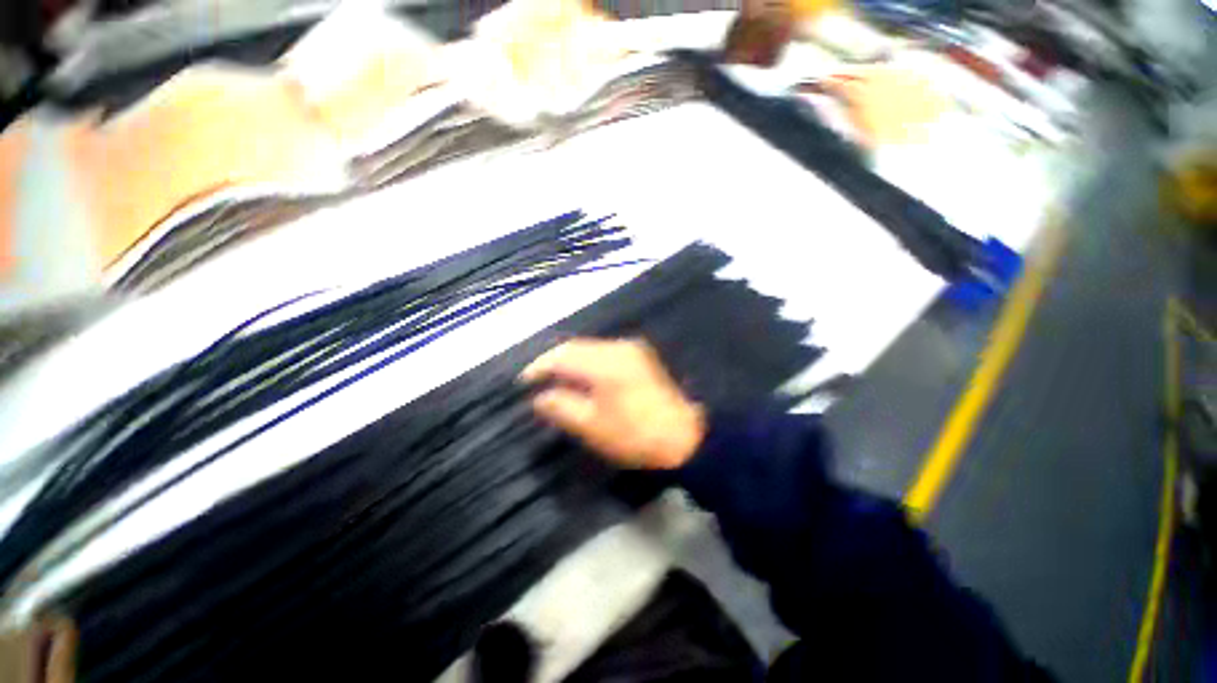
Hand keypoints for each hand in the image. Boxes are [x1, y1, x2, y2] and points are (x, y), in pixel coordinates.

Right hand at [519, 338, 705, 469]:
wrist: (683, 436)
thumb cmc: (634, 435)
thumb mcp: (592, 426)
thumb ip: (562, 407)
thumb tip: (540, 396)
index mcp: (605, 363)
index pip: (562, 356)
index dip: (539, 366)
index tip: (524, 381)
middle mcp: (617, 347)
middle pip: (576, 346)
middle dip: (554, 361)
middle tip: (538, 380)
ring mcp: (631, 349)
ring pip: (590, 347)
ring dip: (571, 360)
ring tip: (556, 379)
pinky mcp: (639, 355)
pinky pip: (604, 351)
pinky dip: (588, 361)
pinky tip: (583, 376)